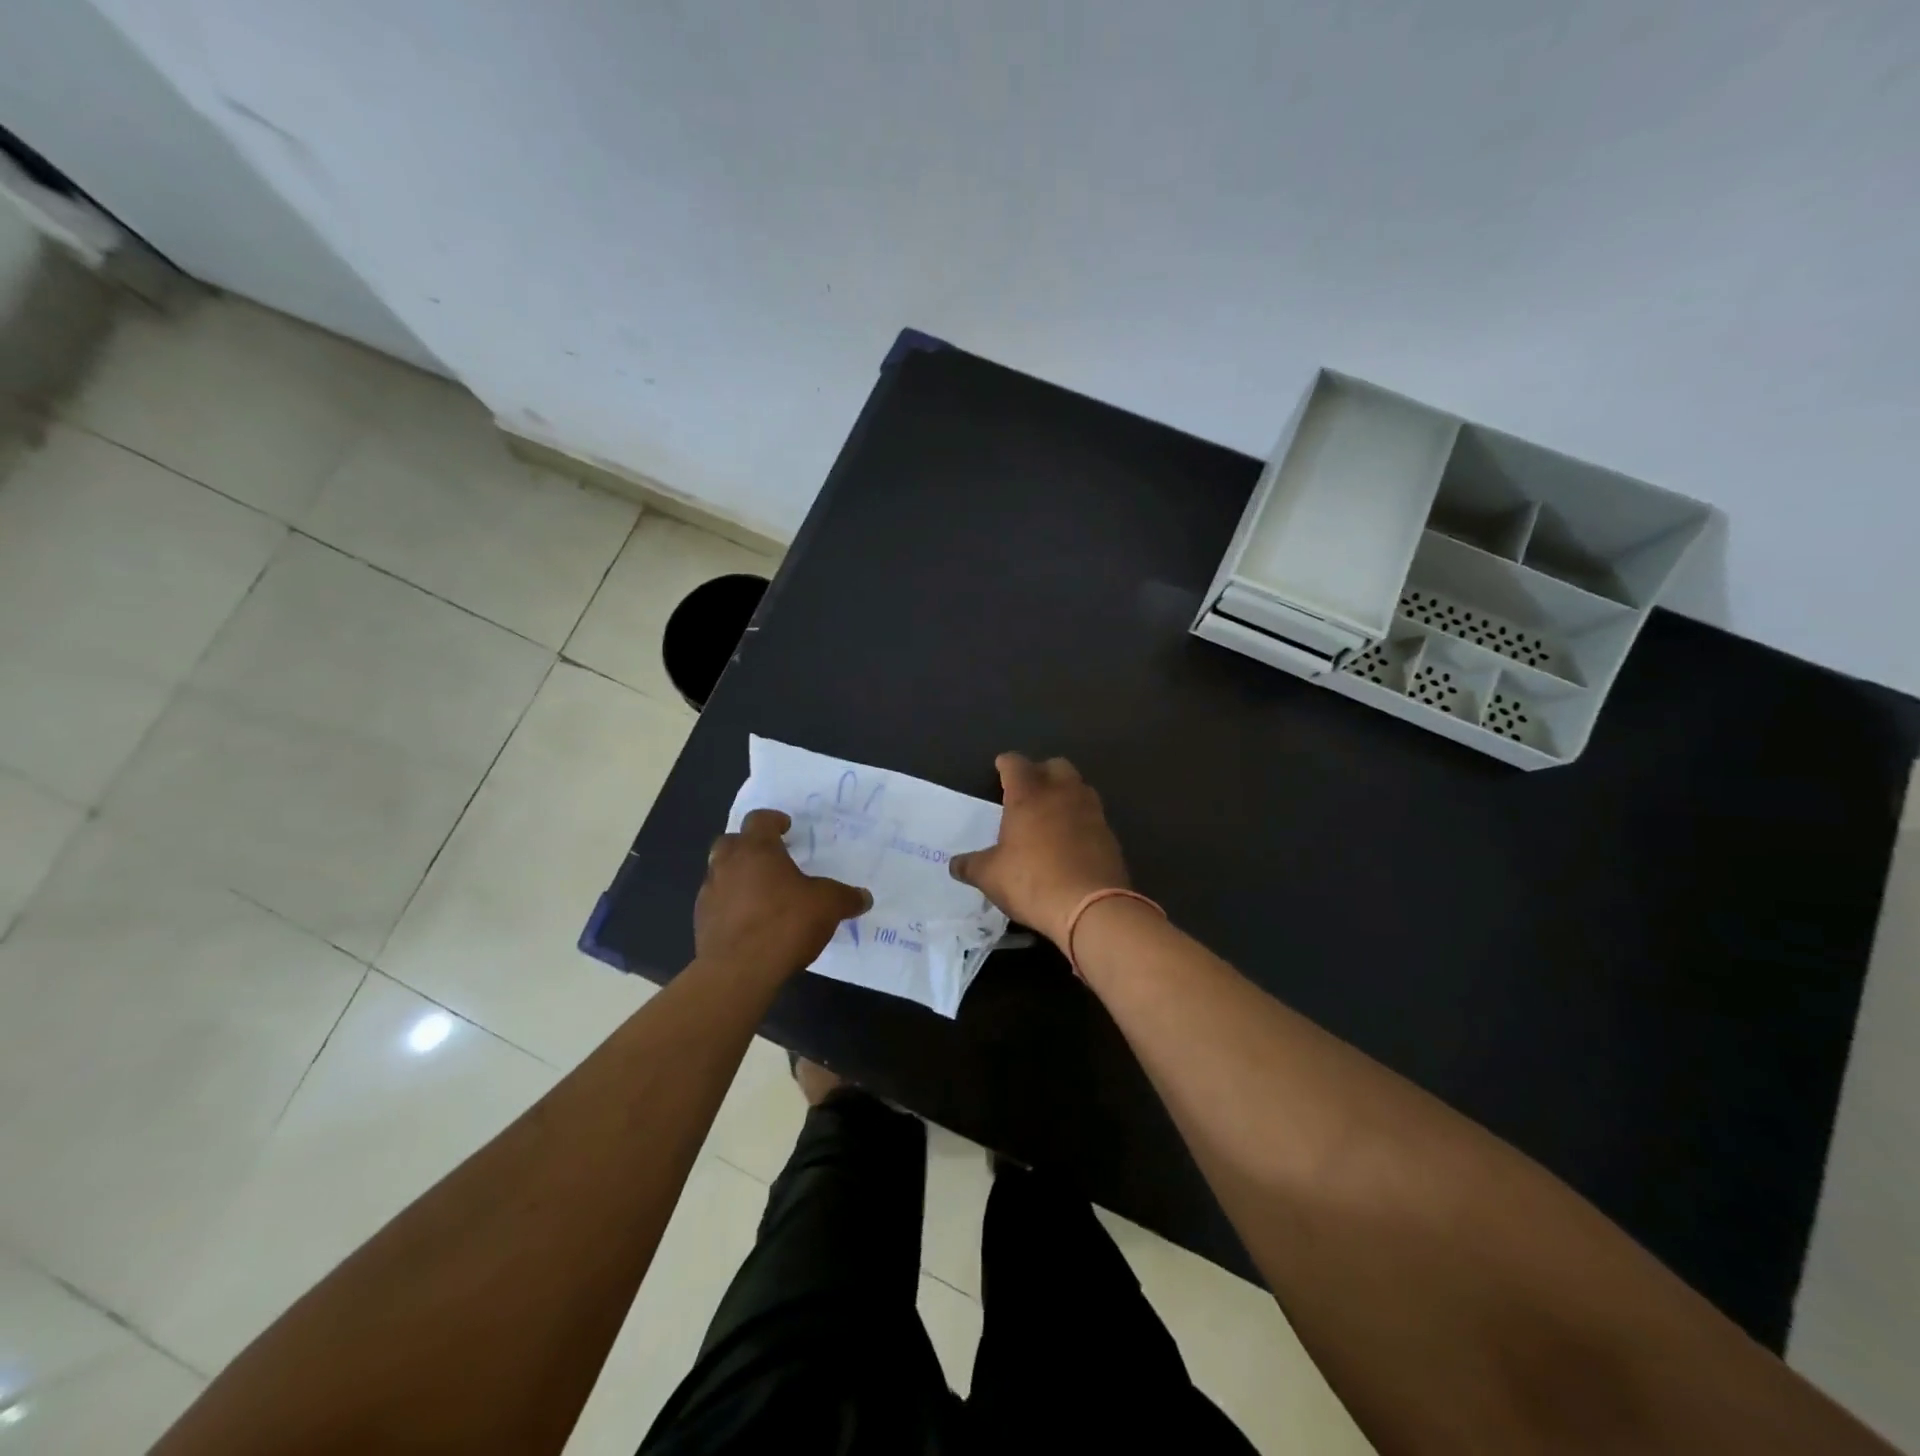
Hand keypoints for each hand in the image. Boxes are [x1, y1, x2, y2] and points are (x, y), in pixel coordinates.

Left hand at [695, 809, 871, 976]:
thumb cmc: (784, 924)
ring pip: (720, 873)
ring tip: (762, 893)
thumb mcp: (827, 906)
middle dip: (748, 846)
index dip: (773, 820)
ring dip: (737, 876)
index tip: (786, 827)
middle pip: (731, 842)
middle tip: (770, 858)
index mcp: (756, 850)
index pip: (759, 820)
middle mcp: (727, 865)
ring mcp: (710, 894)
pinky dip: (731, 906)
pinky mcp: (701, 923)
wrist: (738, 972)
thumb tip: (864, 897)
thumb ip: (845, 897)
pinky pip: (717, 904)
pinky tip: (750, 923)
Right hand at [949, 753, 1130, 950]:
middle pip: (1055, 765)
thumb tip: (954, 864)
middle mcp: (1062, 794)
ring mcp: (1091, 812)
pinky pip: (1092, 815)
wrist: (1092, 907)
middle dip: (1041, 772)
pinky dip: (1080, 820)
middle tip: (1028, 790)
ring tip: (1051, 813)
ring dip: (1065, 793)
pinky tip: (1071, 840)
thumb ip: (970, 865)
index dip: (1006, 764)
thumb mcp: (990, 877)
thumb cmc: (1032, 881)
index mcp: (1029, 795)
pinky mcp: (1110, 835)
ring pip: (1079, 787)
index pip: (1016, 764)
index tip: (1000, 768)